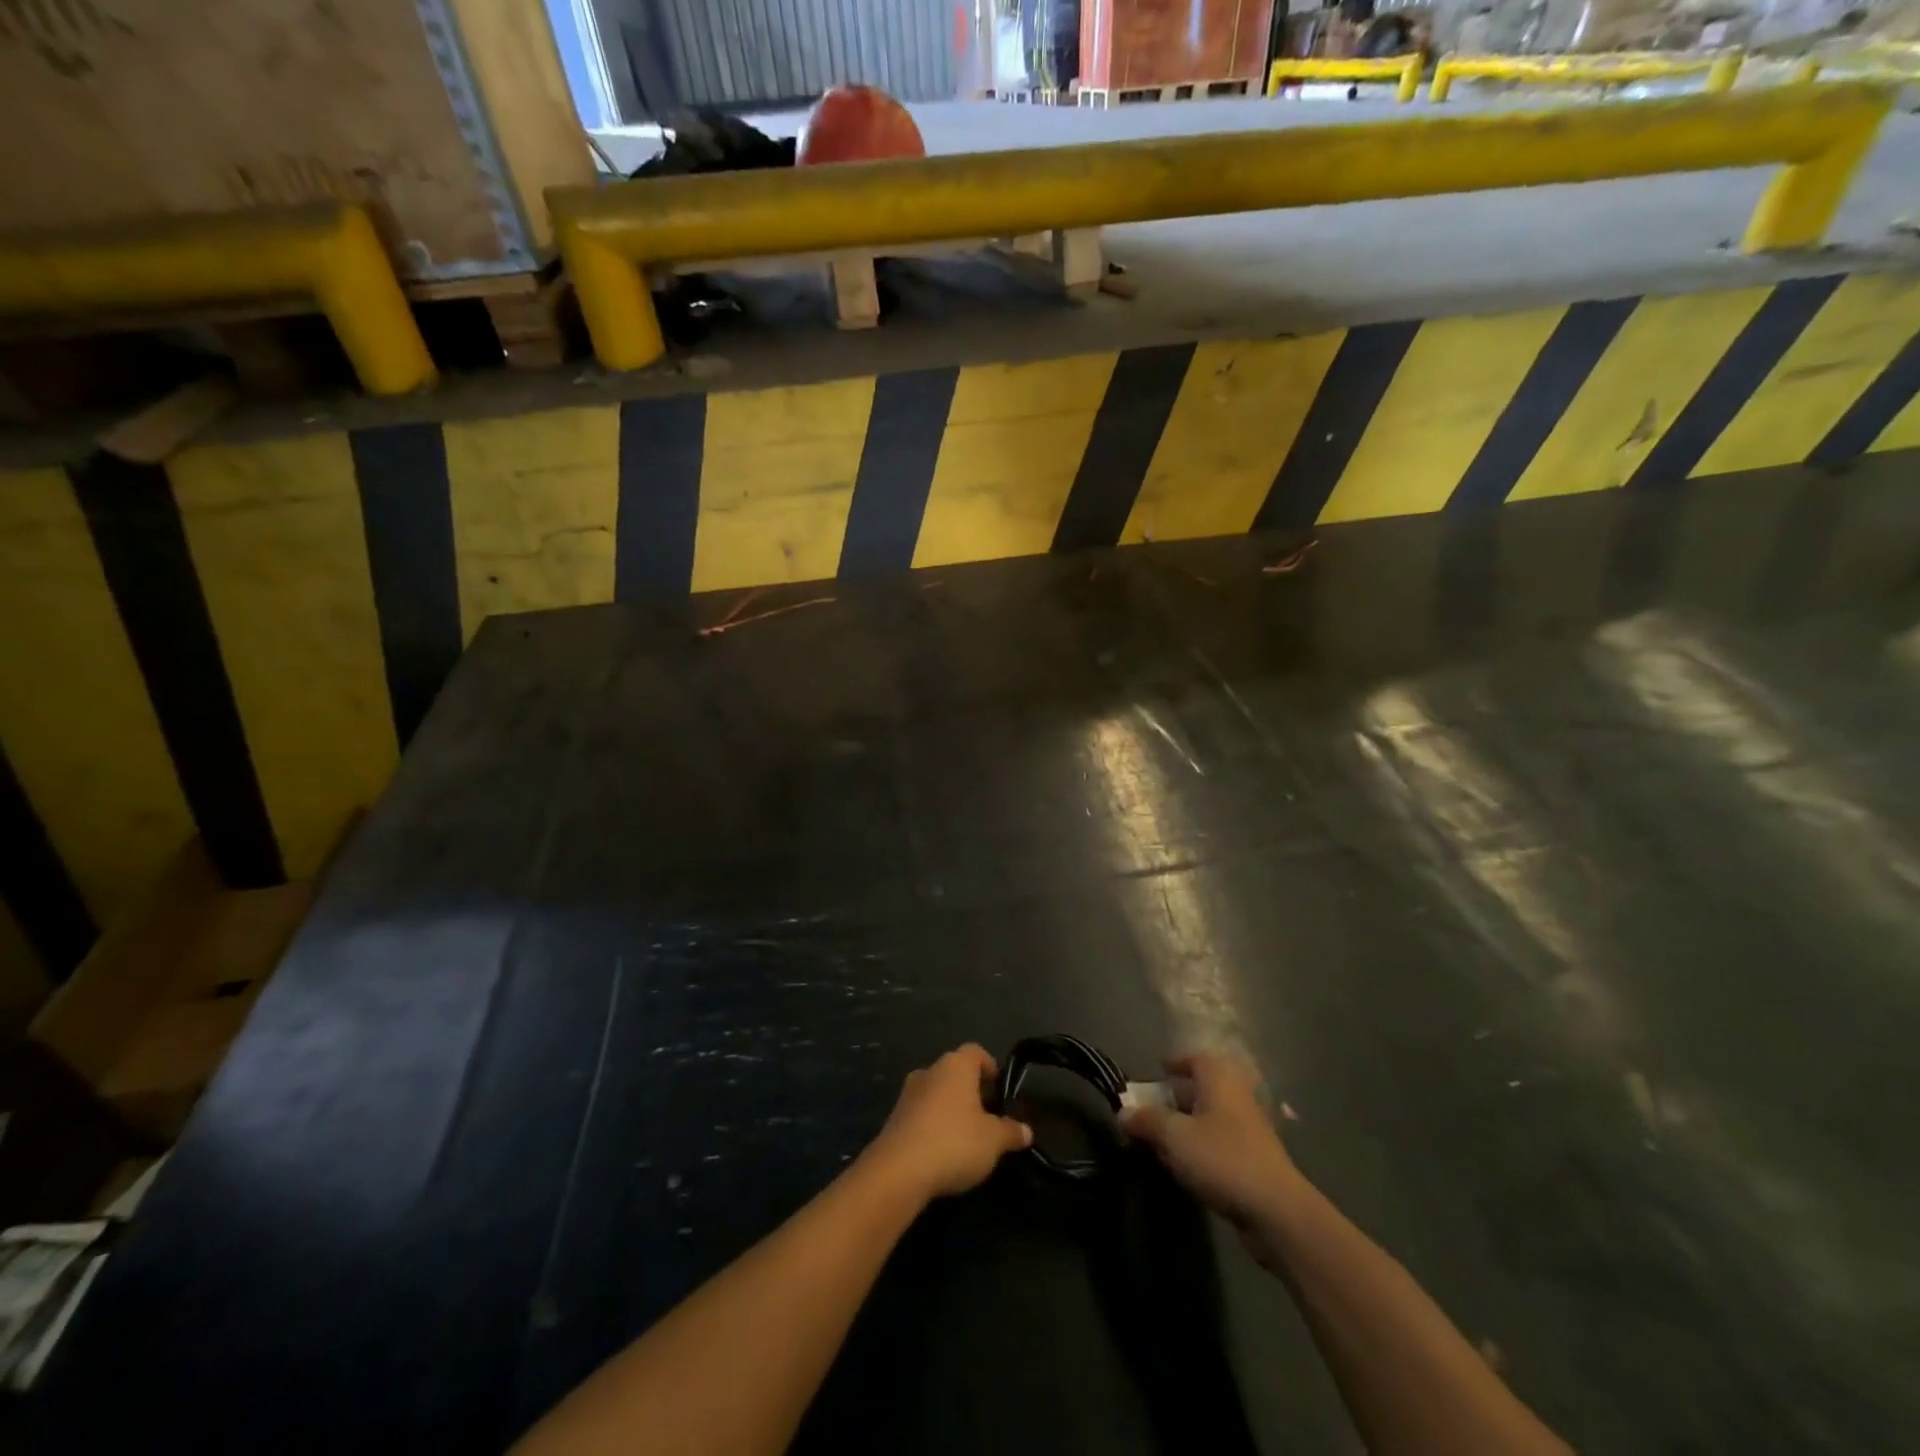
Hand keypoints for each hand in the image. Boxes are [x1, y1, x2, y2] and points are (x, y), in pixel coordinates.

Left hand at [865, 1044, 1031, 1201]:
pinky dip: (934, 1126)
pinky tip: (943, 1152)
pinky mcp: (894, 1118)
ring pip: (937, 1093)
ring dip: (951, 1109)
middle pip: (955, 1073)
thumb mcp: (993, 1140)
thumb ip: (1011, 1132)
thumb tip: (1026, 1130)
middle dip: (972, 1092)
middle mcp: (930, 1071)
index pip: (975, 1052)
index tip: (1001, 1090)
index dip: (990, 1067)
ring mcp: (908, 1094)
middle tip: (989, 1117)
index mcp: (955, 1065)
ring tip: (967, 1138)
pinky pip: (921, 1114)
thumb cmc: (954, 1142)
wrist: (898, 1171)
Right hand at [1120, 1053, 1306, 1258]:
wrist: (1277, 1212)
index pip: (1194, 1058)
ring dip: (1186, 1125)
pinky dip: (1201, 1146)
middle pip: (1201, 1088)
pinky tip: (1186, 1166)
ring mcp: (1249, 1128)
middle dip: (1175, 1097)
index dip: (1173, 1064)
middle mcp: (1237, 1095)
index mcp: (1220, 1078)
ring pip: (1210, 1117)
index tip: (1155, 1074)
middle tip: (1150, 1111)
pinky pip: (1220, 1142)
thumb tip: (1123, 1112)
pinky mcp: (1254, 1159)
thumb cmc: (1222, 1159)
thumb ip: (1147, 1120)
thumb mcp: (1175, 1136)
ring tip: (1161, 1141)